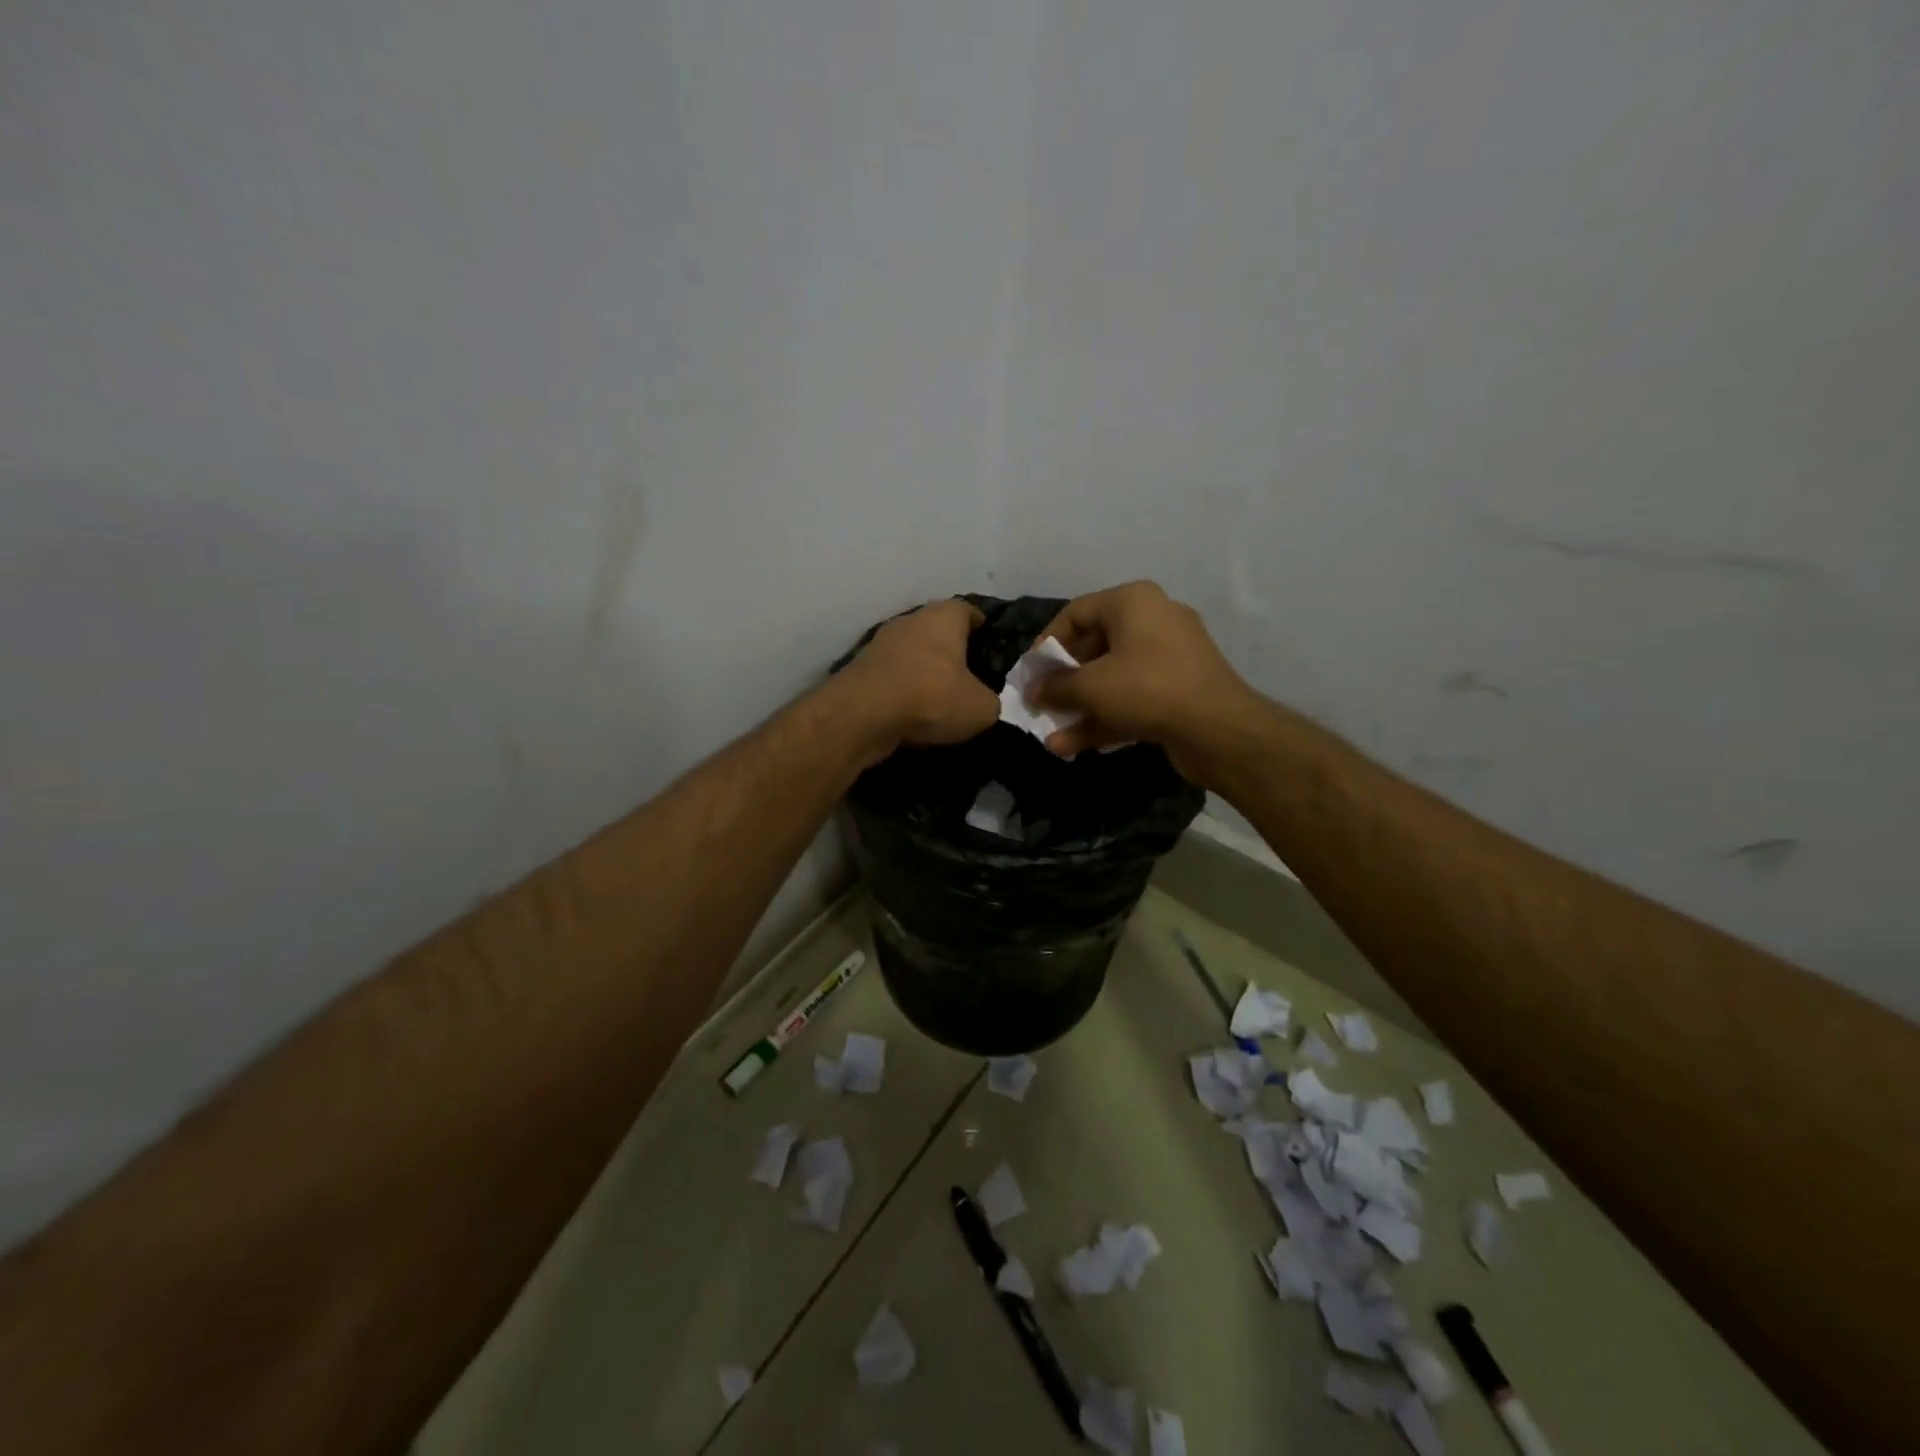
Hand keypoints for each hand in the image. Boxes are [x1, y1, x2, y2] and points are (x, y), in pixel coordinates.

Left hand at [837, 598, 1000, 754]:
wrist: (863, 715)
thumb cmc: (932, 696)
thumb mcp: (981, 708)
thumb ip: (989, 701)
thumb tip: (982, 704)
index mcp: (943, 617)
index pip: (968, 610)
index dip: (982, 626)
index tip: (990, 644)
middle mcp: (910, 622)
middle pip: (938, 633)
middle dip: (952, 654)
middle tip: (970, 679)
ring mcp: (881, 645)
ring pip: (913, 657)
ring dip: (925, 676)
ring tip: (943, 704)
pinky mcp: (862, 672)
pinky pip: (893, 681)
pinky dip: (904, 695)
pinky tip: (915, 719)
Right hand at [1028, 581, 1268, 778]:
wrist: (1219, 729)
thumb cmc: (1147, 689)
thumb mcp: (1091, 687)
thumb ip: (1055, 687)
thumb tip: (1032, 692)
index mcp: (1133, 602)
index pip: (1075, 613)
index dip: (1046, 644)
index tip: (1030, 674)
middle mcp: (1152, 620)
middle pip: (1093, 648)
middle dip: (1063, 684)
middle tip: (1040, 705)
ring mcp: (1168, 657)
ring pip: (1111, 679)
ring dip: (1080, 709)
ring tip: (1051, 737)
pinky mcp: (1177, 690)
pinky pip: (1131, 698)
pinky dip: (1105, 718)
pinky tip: (1073, 747)